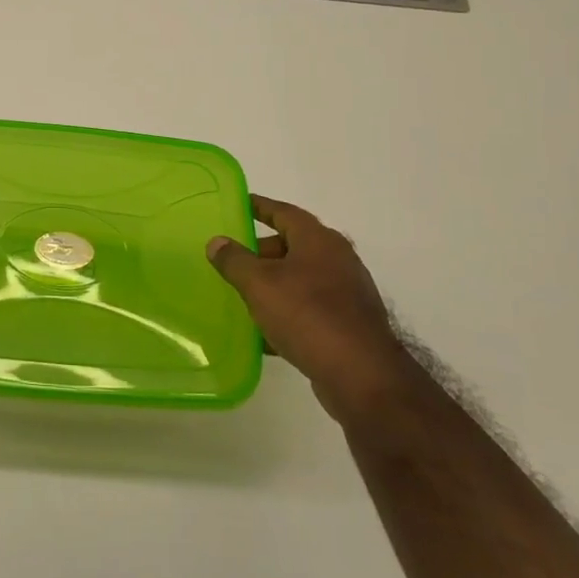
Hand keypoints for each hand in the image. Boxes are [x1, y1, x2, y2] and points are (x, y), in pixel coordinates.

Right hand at [207, 195, 402, 417]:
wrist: (361, 374)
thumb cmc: (307, 315)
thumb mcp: (259, 284)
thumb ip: (235, 260)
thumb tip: (217, 242)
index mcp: (318, 240)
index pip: (285, 212)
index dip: (260, 207)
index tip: (241, 203)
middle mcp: (337, 259)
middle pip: (294, 245)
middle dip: (263, 251)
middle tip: (234, 259)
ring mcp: (347, 292)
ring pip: (301, 279)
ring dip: (274, 284)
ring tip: (244, 295)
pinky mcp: (349, 324)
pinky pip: (310, 308)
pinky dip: (288, 311)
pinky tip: (266, 333)